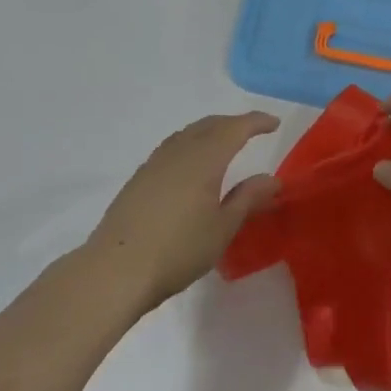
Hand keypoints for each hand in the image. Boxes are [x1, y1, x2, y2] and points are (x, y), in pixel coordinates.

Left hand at [87, 112, 280, 313]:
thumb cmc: (178, 250)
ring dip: (210, 131)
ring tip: (224, 144)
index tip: (274, 123)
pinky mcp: (139, 178)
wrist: (117, 268)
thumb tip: (272, 179)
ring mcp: (155, 163)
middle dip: (233, 123)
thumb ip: (248, 198)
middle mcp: (179, 151)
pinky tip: (191, 165)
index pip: (235, 128)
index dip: (256, 122)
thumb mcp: (222, 228)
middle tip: (252, 130)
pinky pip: (173, 147)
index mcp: (204, 159)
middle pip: (209, 125)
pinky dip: (191, 144)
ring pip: (188, 133)